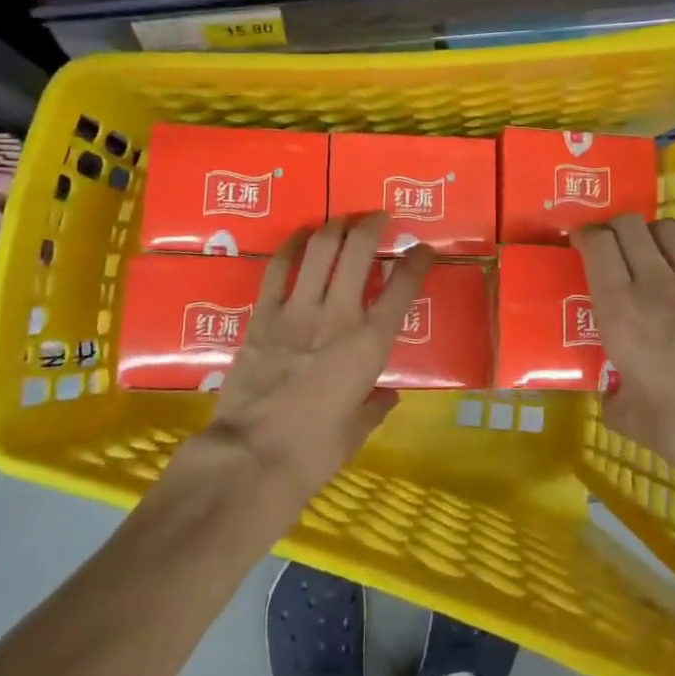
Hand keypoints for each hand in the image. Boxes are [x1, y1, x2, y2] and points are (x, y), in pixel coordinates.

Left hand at [204, 213, 433, 507]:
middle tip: (379, 217)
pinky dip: (292, 245)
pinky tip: (300, 236)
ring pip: (320, 249)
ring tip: (343, 220)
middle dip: (372, 225)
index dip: (417, 261)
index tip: (423, 249)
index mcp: (370, 344)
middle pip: (358, 250)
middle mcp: (338, 315)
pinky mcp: (263, 315)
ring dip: (335, 226)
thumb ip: (374, 406)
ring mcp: (297, 311)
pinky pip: (278, 268)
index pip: (402, 287)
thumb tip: (386, 396)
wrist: (251, 458)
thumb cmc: (313, 452)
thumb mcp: (356, 431)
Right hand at [572, 215, 674, 498]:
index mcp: (621, 311)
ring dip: (655, 236)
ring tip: (654, 258)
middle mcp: (657, 284)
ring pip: (670, 230)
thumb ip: (615, 400)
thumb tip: (613, 395)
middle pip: (631, 225)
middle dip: (616, 228)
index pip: (597, 244)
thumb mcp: (634, 422)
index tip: (581, 245)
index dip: (585, 235)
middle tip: (614, 250)